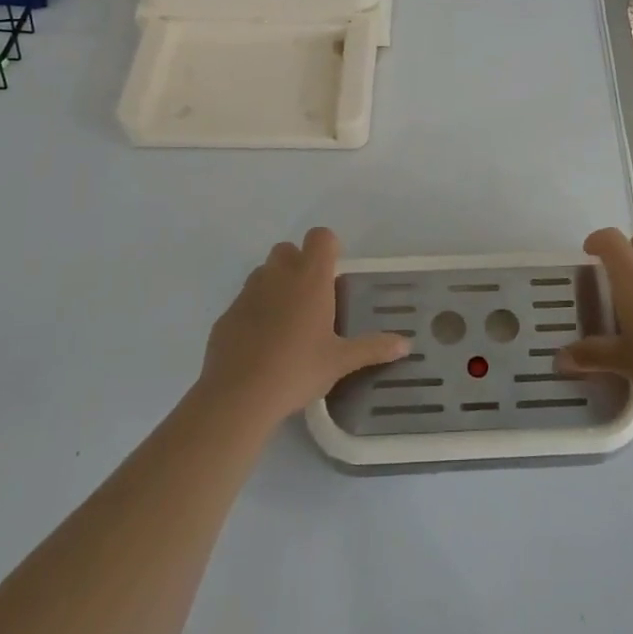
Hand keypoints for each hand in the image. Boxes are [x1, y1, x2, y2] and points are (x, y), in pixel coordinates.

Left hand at [196, 228, 409, 427]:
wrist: (238, 396)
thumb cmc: (297, 370)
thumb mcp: (341, 361)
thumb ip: (373, 348)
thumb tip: (406, 344)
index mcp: (310, 279)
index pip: (320, 237)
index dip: (329, 246)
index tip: (335, 270)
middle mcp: (278, 276)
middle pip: (287, 249)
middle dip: (299, 263)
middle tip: (312, 297)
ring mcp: (248, 293)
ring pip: (263, 273)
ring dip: (275, 285)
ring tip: (287, 321)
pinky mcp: (226, 315)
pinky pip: (244, 301)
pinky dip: (254, 311)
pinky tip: (261, 343)